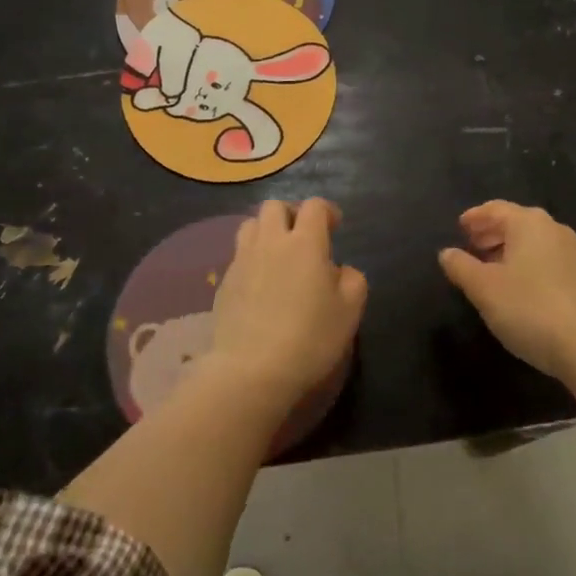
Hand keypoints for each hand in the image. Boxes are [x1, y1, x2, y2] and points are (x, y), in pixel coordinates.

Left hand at [209, 199, 365, 406]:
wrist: (251, 369)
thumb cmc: (309, 338)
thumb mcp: (350, 311)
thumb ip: (352, 280)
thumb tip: (340, 270)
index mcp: (305, 243)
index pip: (314, 206)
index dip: (326, 210)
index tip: (335, 227)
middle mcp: (271, 242)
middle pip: (275, 206)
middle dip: (291, 214)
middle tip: (303, 237)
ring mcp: (242, 260)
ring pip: (250, 225)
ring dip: (266, 231)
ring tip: (278, 255)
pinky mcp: (223, 282)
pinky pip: (238, 256)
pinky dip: (251, 259)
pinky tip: (260, 285)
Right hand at [439, 201, 575, 382]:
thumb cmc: (529, 308)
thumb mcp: (484, 289)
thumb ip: (461, 267)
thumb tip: (446, 253)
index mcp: (529, 223)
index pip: (495, 209)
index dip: (475, 217)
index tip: (459, 227)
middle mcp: (553, 229)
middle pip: (516, 222)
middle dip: (491, 232)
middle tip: (470, 245)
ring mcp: (572, 252)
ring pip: (532, 241)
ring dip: (508, 249)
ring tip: (489, 268)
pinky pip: (546, 258)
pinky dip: (526, 262)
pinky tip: (516, 285)